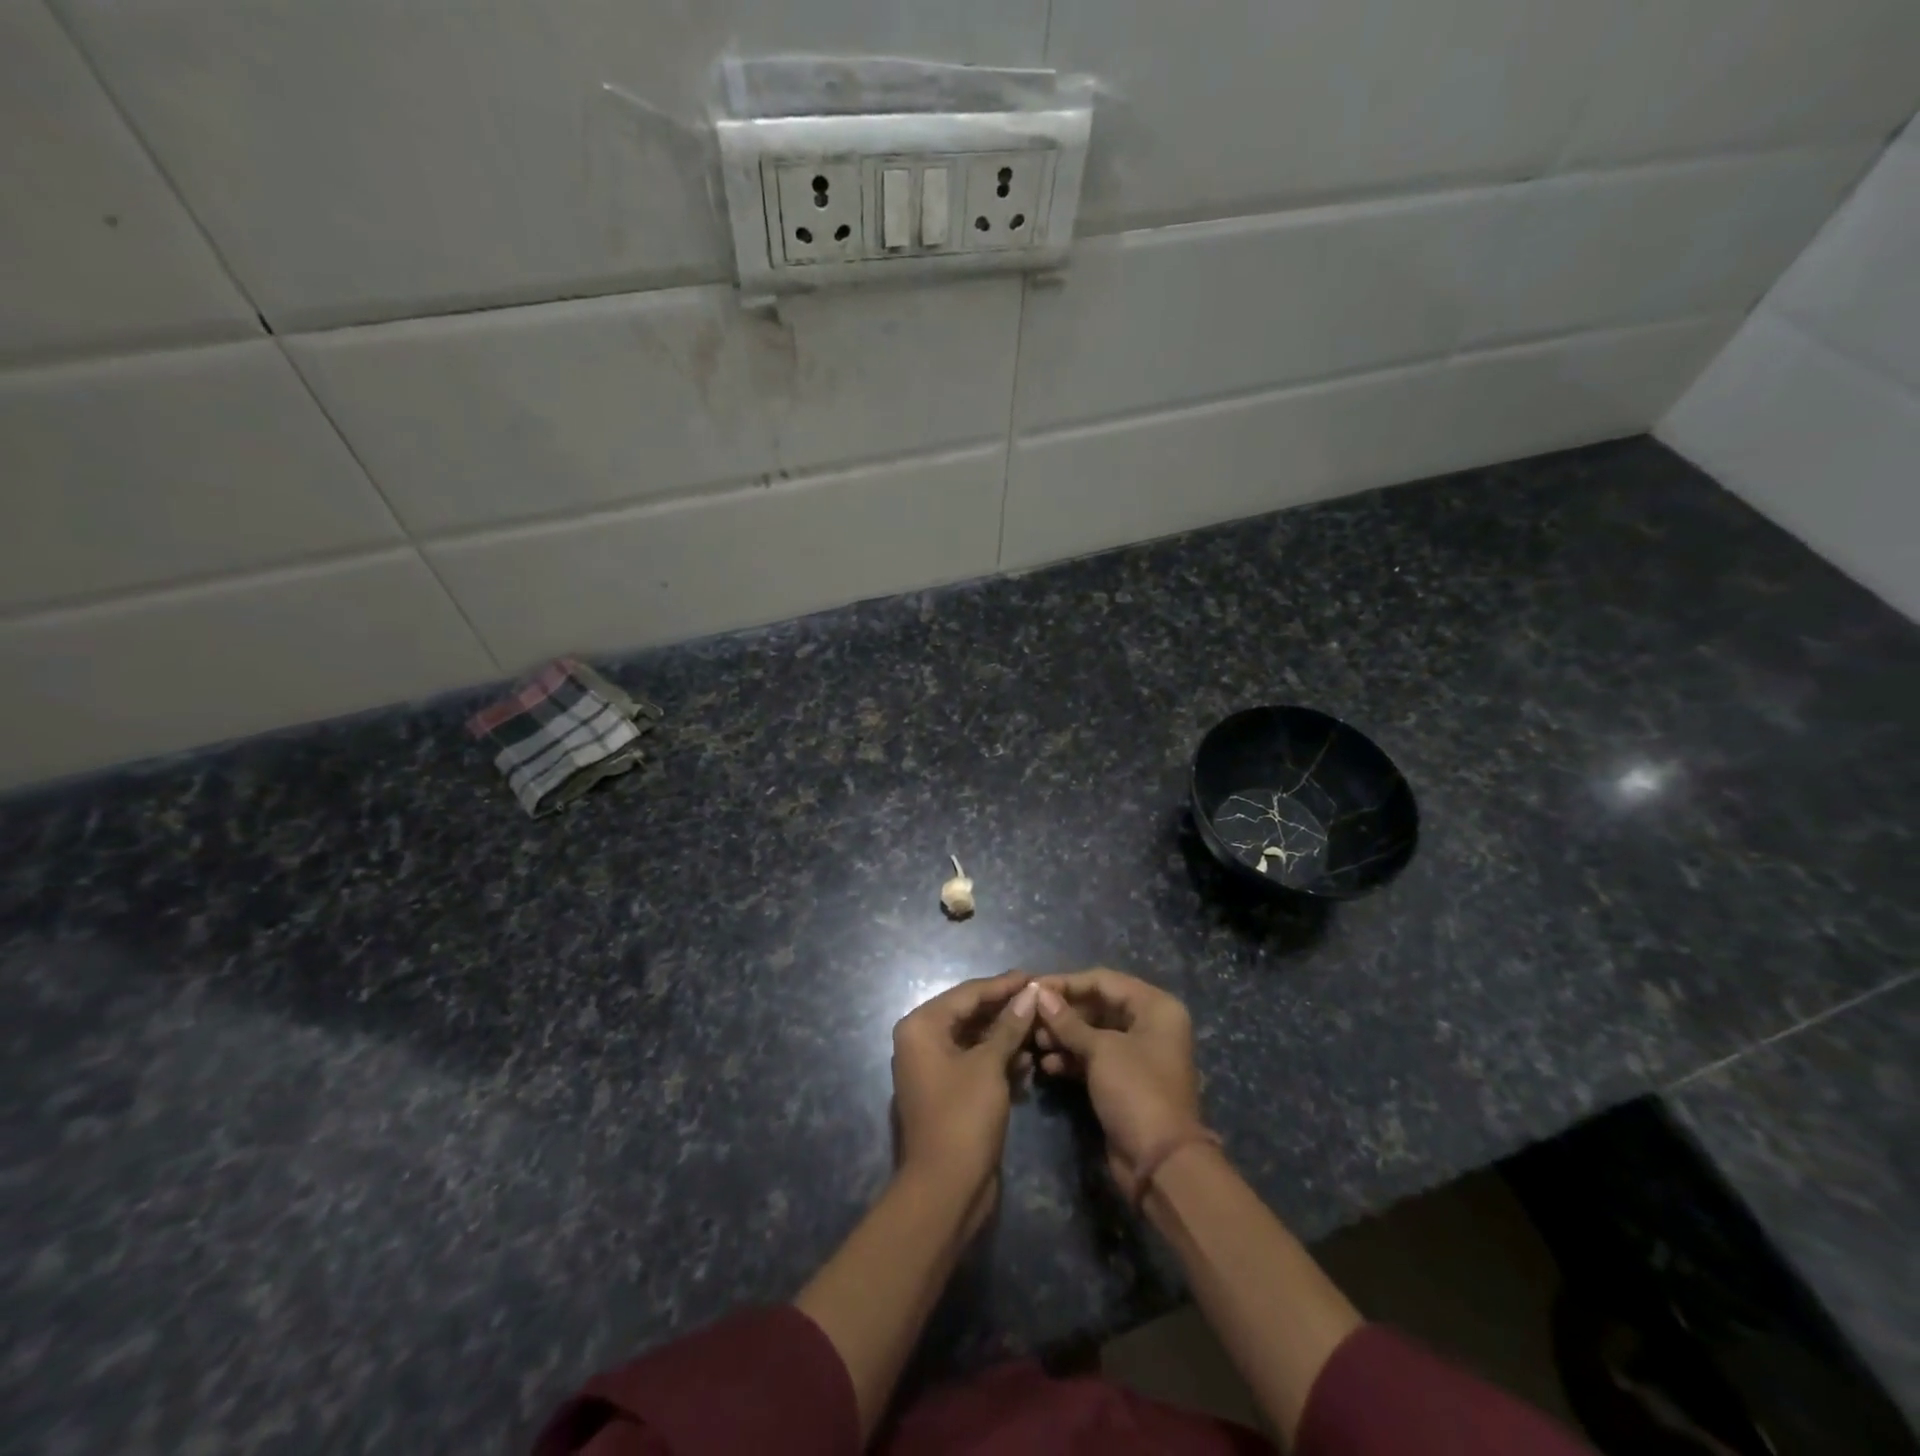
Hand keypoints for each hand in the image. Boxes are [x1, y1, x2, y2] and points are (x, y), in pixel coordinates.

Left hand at [891, 972, 1038, 1207]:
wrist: (945, 1190)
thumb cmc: (963, 1117)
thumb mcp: (989, 1065)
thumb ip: (1009, 1025)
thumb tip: (1030, 992)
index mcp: (921, 1026)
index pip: (968, 993)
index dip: (1003, 984)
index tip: (1035, 976)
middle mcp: (921, 1041)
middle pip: (970, 1014)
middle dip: (1006, 1010)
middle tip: (1042, 1000)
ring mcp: (933, 1069)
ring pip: (975, 1040)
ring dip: (1006, 1036)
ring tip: (1041, 1029)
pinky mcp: (948, 1092)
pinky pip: (975, 1064)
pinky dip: (999, 1061)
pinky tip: (1029, 1062)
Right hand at [1033, 969, 1204, 1195]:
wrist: (1160, 1163)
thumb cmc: (1136, 1091)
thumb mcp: (1101, 1050)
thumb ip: (1068, 1021)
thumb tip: (1039, 993)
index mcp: (1155, 1007)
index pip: (1103, 981)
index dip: (1067, 983)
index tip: (1032, 987)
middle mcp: (1150, 1024)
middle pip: (1098, 1005)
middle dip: (1063, 1012)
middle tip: (1029, 1017)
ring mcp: (1137, 1054)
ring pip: (1093, 1033)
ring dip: (1063, 1036)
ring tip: (1033, 1042)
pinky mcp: (1124, 1081)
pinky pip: (1094, 1058)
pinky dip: (1071, 1059)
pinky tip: (1046, 1065)